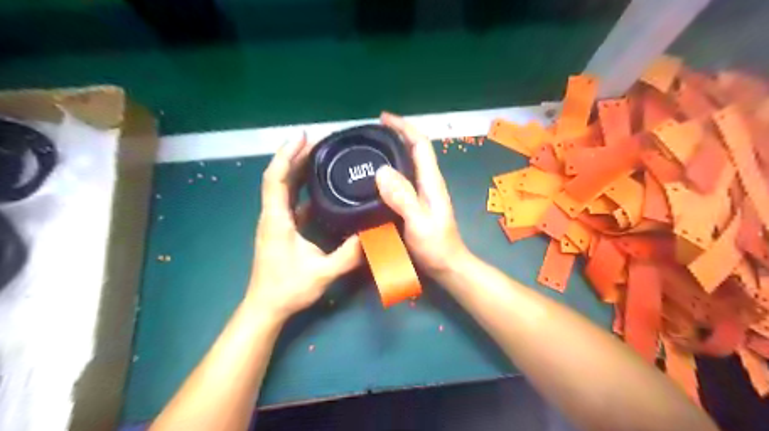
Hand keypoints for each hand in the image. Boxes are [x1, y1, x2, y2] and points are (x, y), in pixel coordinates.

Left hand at [249, 134, 363, 319]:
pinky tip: (318, 187)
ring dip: (297, 170)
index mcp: (277, 220)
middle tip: (318, 142)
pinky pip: (289, 201)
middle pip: (278, 177)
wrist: (266, 307)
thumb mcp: (322, 273)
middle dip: (294, 156)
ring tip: (318, 157)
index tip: (302, 137)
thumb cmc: (288, 289)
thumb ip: (348, 255)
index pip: (276, 179)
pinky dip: (301, 188)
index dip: (286, 155)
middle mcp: (272, 215)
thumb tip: (373, 235)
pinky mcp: (280, 229)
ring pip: (283, 188)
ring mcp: (275, 222)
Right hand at [374, 113, 468, 277]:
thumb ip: (403, 198)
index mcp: (431, 181)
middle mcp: (428, 182)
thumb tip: (382, 170)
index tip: (383, 118)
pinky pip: (401, 180)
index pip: (420, 144)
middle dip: (396, 135)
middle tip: (371, 134)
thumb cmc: (436, 246)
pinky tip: (375, 179)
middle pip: (414, 149)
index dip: (404, 127)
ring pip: (407, 164)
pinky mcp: (416, 203)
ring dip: (392, 152)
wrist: (447, 265)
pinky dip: (389, 172)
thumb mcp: (418, 222)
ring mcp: (423, 193)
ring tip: (370, 150)